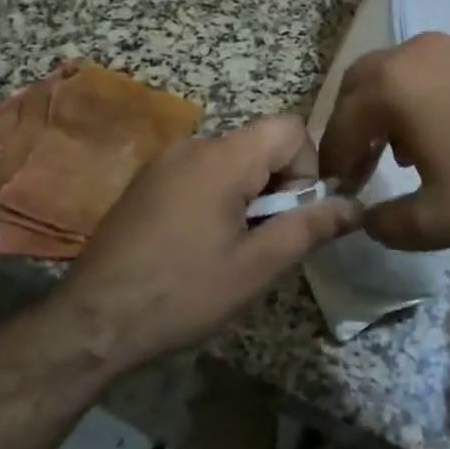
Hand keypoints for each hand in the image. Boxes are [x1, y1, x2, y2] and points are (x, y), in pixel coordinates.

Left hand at [56, 116, 363, 369]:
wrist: (94, 320)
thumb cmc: (182, 294)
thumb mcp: (256, 267)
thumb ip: (309, 228)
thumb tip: (355, 206)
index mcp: (222, 157)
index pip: (289, 128)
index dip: (307, 168)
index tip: (293, 216)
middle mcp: (192, 145)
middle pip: (260, 144)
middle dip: (277, 187)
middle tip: (262, 243)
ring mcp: (164, 162)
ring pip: (231, 161)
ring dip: (247, 196)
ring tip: (229, 250)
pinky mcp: (146, 181)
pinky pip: (201, 174)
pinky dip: (217, 198)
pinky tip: (197, 246)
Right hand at [318, 34, 449, 249]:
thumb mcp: (439, 219)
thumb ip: (388, 225)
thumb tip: (367, 221)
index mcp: (390, 88)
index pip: (340, 123)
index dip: (333, 159)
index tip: (337, 187)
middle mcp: (411, 54)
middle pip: (359, 85)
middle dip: (351, 125)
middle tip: (358, 163)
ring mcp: (449, 45)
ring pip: (395, 72)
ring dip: (384, 109)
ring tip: (400, 152)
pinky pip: (429, 68)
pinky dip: (417, 96)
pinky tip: (444, 129)